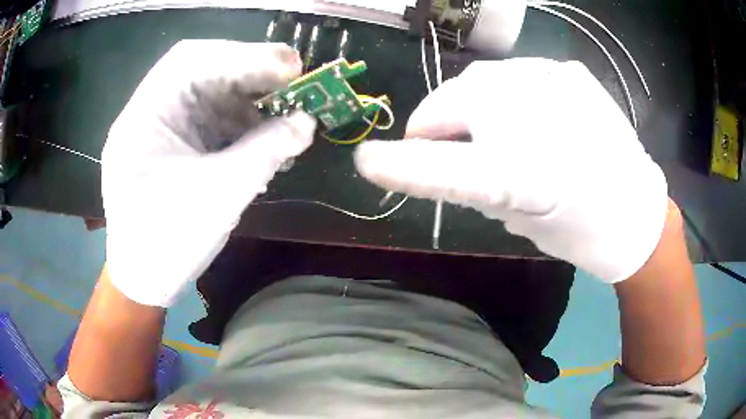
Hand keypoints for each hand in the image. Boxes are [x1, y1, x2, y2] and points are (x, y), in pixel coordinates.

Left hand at [102, 40, 315, 306]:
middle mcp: (150, 112)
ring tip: (285, 110)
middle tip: (292, 78)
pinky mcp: (175, 143)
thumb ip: (265, 152)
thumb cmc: (169, 244)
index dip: (243, 56)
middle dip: (248, 71)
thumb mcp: (219, 197)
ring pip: (209, 92)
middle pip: (201, 69)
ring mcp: (162, 127)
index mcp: (144, 118)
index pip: (191, 62)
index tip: (290, 66)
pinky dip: (240, 120)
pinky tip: (264, 134)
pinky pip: (210, 117)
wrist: (145, 278)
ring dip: (248, 98)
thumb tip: (308, 121)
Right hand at [355, 58, 667, 282]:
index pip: (442, 167)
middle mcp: (534, 118)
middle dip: (436, 124)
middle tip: (440, 145)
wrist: (637, 213)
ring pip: (481, 79)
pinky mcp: (570, 72)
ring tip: (486, 127)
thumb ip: (477, 183)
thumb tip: (450, 153)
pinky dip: (507, 92)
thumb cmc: (580, 232)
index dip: (398, 165)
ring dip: (468, 104)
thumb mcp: (520, 220)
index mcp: (523, 174)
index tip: (367, 161)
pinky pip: (518, 73)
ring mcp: (555, 83)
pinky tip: (526, 113)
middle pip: (453, 101)